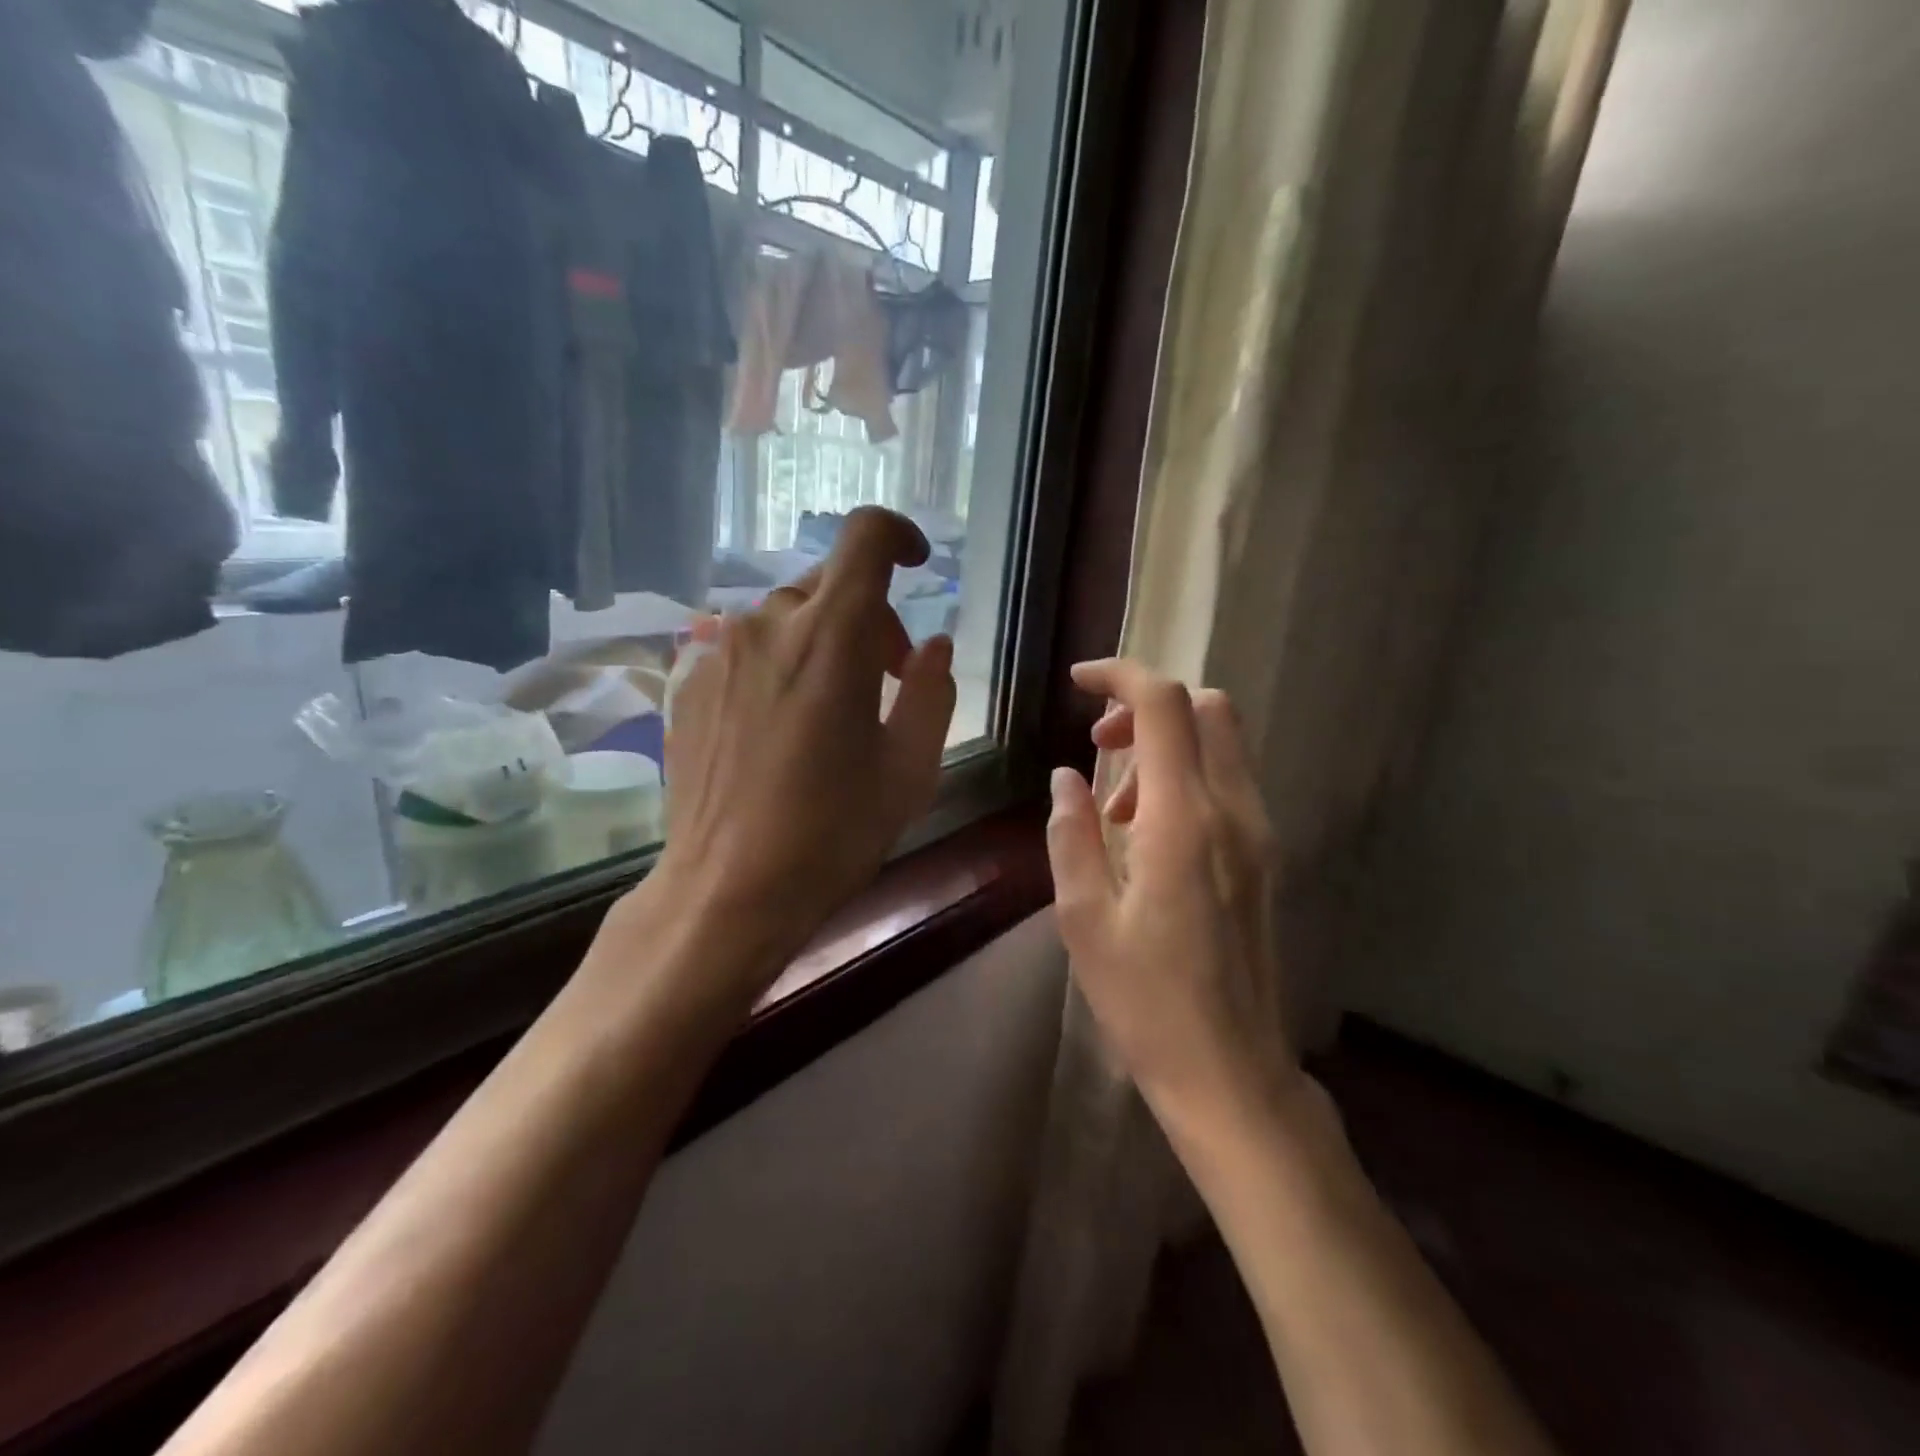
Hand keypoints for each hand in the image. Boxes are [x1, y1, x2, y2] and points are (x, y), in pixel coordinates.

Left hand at [644, 507, 956, 994]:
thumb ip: (930, 692)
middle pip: (831, 584)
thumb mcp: (908, 768)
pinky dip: (781, 665)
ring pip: (788, 617)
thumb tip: (933, 647)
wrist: (725, 890)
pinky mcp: (689, 684)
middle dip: (871, 618)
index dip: (898, 535)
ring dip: (824, 642)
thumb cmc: (832, 832)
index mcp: (831, 636)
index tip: (917, 566)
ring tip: (833, 711)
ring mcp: (719, 652)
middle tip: (885, 681)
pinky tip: (782, 730)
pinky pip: (749, 650)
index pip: (865, 536)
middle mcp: (768, 625)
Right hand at [1046, 660, 1299, 1125]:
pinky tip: (1148, 833)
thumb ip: (1072, 833)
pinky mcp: (1265, 855)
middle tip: (1099, 749)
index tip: (1077, 682)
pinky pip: (1228, 781)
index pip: (1163, 705)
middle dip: (1146, 707)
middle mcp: (1234, 811)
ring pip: (1220, 742)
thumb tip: (1067, 778)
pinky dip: (1185, 775)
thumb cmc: (1145, 1001)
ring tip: (1117, 811)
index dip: (1119, 675)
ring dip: (1164, 745)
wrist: (1231, 1071)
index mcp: (1184, 821)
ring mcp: (1259, 833)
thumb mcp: (1083, 917)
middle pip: (1206, 707)